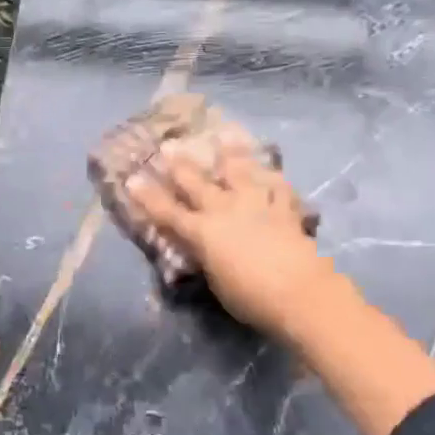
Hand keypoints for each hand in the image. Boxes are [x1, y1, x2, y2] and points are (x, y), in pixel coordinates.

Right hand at [127, 149, 340, 338]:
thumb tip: (203, 250)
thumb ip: (206, 260)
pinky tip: (272, 171)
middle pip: (198, 184)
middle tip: (170, 145)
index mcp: (203, 233)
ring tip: (225, 136)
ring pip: (241, 173)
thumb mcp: (216, 282)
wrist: (301, 294)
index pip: (168, 212)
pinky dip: (274, 179)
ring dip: (231, 155)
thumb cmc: (251, 297)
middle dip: (181, 165)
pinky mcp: (285, 210)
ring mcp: (257, 206)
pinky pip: (279, 188)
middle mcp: (226, 211)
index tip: (133, 178)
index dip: (148, 197)